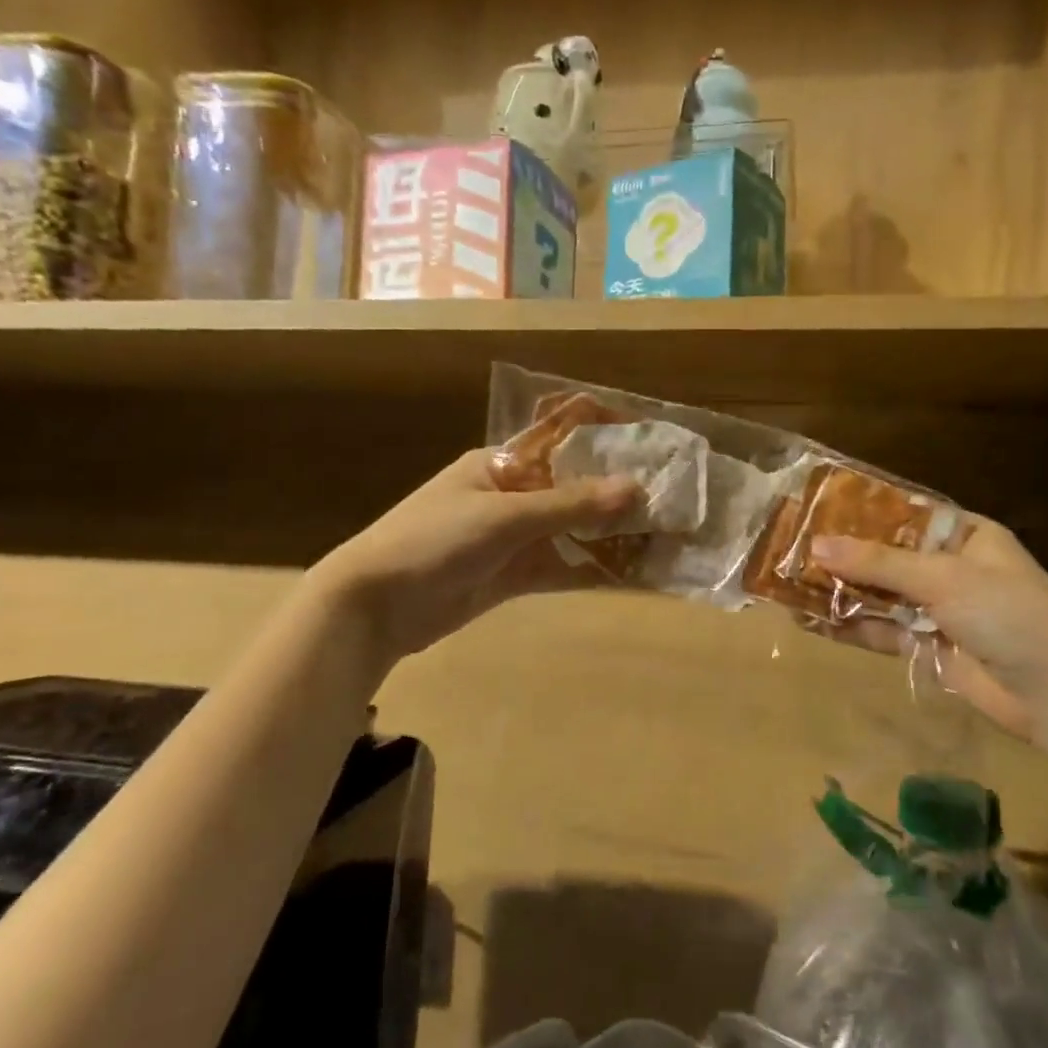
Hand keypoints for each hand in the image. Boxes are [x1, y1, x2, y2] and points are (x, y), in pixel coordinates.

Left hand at [309, 450, 639, 661]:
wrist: (374, 606)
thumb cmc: (432, 541)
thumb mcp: (502, 517)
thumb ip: (569, 504)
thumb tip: (636, 488)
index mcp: (503, 463)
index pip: (563, 441)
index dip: (606, 440)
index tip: (652, 446)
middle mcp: (514, 494)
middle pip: (576, 488)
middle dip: (619, 494)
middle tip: (673, 499)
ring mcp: (516, 537)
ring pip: (575, 530)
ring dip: (613, 534)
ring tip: (664, 536)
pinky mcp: (515, 575)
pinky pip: (563, 566)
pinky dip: (594, 569)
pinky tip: (633, 573)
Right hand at [811, 516, 1047, 746]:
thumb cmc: (1009, 615)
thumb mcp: (945, 579)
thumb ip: (880, 564)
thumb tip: (817, 546)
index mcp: (963, 536)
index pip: (902, 514)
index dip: (858, 511)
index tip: (813, 508)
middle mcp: (946, 567)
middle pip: (883, 555)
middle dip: (840, 555)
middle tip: (788, 548)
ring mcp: (935, 609)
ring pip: (876, 593)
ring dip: (837, 591)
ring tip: (786, 584)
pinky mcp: (925, 646)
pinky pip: (879, 629)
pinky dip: (848, 625)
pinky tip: (810, 620)